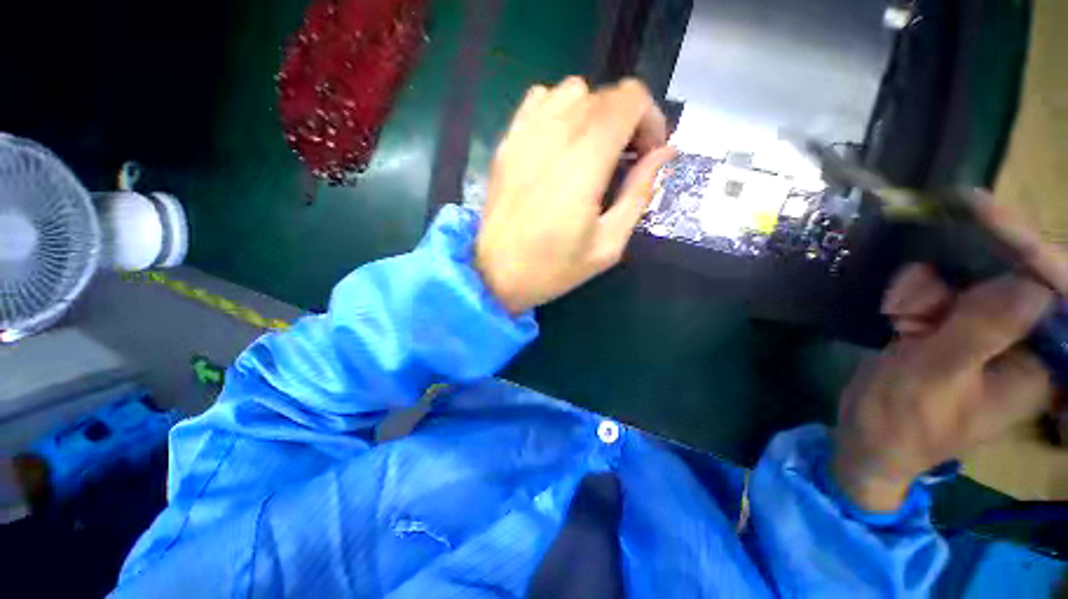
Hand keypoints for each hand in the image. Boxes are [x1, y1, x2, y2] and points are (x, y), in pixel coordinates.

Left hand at [475, 77, 674, 313]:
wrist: (496, 274)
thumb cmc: (553, 267)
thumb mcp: (608, 244)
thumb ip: (639, 193)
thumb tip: (665, 153)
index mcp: (586, 160)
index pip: (630, 99)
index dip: (650, 119)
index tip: (647, 155)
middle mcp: (555, 134)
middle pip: (604, 95)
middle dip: (626, 121)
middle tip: (623, 162)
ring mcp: (525, 134)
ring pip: (571, 91)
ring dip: (593, 114)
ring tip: (591, 152)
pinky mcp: (507, 142)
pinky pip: (539, 101)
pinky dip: (559, 111)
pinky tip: (559, 145)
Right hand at [834, 191, 1064, 511]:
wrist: (868, 438)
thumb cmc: (899, 420)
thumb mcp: (934, 377)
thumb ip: (982, 333)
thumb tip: (1031, 281)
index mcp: (1038, 366)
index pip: (1054, 293)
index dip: (1028, 251)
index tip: (985, 211)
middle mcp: (1025, 344)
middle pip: (1010, 280)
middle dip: (959, 281)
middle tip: (913, 300)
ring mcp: (990, 335)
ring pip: (970, 283)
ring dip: (929, 292)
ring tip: (899, 318)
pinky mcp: (959, 329)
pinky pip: (944, 293)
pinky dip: (916, 298)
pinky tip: (897, 317)